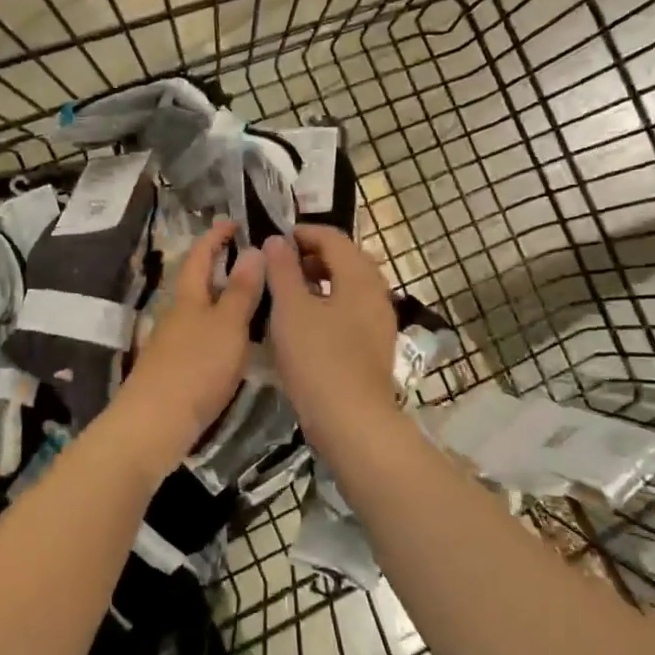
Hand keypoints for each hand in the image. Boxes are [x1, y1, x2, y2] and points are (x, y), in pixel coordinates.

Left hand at [106, 219, 265, 474]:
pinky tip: (238, 344)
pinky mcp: (175, 370)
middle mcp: (176, 315)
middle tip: (253, 260)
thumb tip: (253, 248)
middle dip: (220, 267)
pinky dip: (221, 330)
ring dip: (223, 300)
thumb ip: (241, 291)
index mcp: (187, 297)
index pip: (199, 255)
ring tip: (257, 300)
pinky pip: (203, 337)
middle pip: (197, 282)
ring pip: (200, 311)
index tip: (233, 221)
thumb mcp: (227, 326)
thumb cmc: (195, 368)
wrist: (154, 424)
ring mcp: (173, 343)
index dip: (215, 236)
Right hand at [263, 227, 398, 448]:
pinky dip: (329, 305)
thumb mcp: (291, 309)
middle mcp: (377, 294)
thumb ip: (283, 270)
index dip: (303, 233)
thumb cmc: (318, 358)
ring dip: (321, 281)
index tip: (275, 239)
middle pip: (346, 260)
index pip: (334, 238)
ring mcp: (379, 322)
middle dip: (313, 256)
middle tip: (281, 264)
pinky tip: (306, 323)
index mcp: (360, 277)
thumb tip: (278, 240)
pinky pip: (351, 312)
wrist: (351, 420)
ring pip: (349, 288)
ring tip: (289, 292)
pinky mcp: (374, 347)